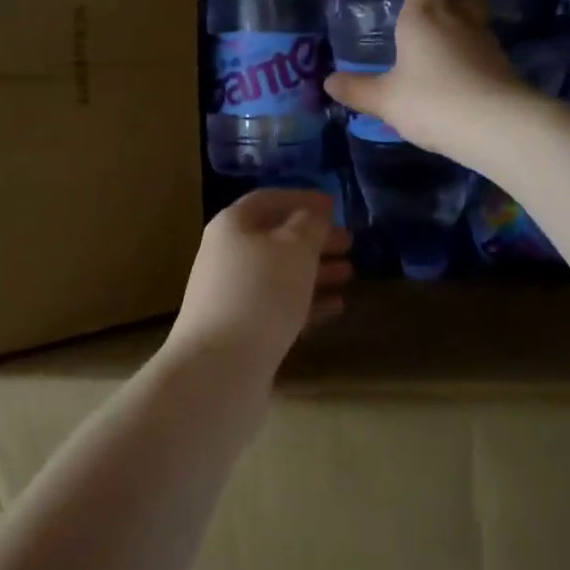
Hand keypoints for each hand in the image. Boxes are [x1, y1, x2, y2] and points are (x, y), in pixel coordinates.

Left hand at [167, 190, 351, 370]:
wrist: (219, 370)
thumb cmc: (261, 293)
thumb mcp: (295, 247)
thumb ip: (310, 224)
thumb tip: (313, 216)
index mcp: (233, 225)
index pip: (269, 199)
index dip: (302, 199)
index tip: (335, 206)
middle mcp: (228, 255)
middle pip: (276, 238)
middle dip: (314, 238)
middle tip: (349, 243)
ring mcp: (232, 295)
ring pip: (280, 274)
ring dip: (316, 271)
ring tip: (350, 274)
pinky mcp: (242, 330)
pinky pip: (280, 305)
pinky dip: (308, 301)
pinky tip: (336, 307)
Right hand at [322, 0, 532, 161]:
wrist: (498, 128)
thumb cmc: (434, 102)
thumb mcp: (386, 100)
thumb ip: (358, 89)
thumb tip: (329, 82)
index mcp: (426, 16)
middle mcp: (459, 21)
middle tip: (428, 7)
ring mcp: (486, 43)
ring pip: (475, 21)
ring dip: (459, 26)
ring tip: (439, 47)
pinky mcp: (503, 68)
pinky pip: (482, 51)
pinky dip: (469, 56)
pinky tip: (456, 78)